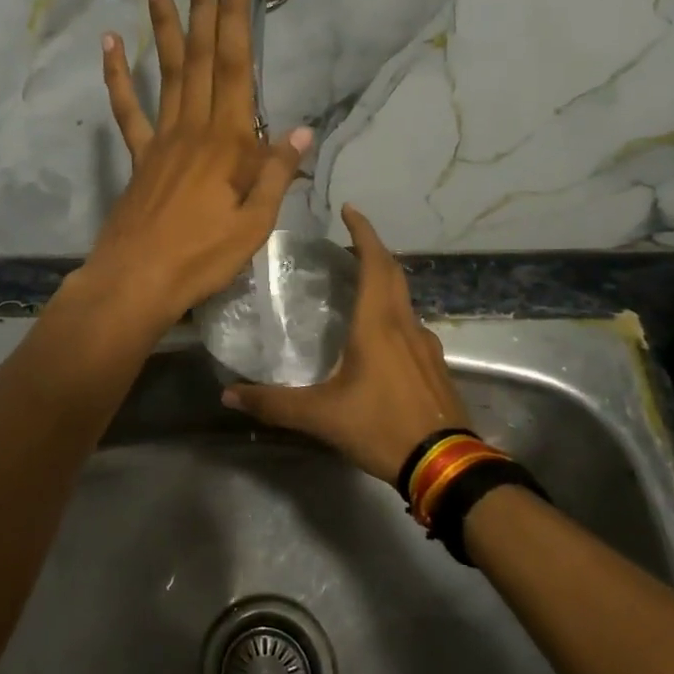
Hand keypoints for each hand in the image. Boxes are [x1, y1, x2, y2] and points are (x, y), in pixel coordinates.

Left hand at [76, 0, 312, 334]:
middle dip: (203, 8)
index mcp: (227, 142)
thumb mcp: (255, 224)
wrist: (139, 280)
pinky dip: (117, 76)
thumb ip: (276, 173)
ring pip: (164, 72)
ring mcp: (161, 139)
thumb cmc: (203, 256)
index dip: (236, 19)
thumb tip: (304, 131)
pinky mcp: (139, 157)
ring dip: (162, 26)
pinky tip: (109, 44)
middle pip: (199, 58)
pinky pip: (127, 110)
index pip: (235, 67)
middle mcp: (193, 128)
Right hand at [222, 205, 468, 481]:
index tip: (350, 209)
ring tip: (358, 285)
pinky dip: (393, 313)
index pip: (375, 263)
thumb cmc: (381, 427)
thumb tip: (228, 394)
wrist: (445, 464)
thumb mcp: (321, 416)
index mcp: (378, 325)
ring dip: (384, 282)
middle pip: (393, 273)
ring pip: (404, 300)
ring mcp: (426, 345)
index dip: (363, 232)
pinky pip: (411, 325)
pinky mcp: (435, 366)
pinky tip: (379, 336)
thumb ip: (273, 404)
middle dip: (372, 250)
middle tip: (347, 243)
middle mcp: (405, 325)